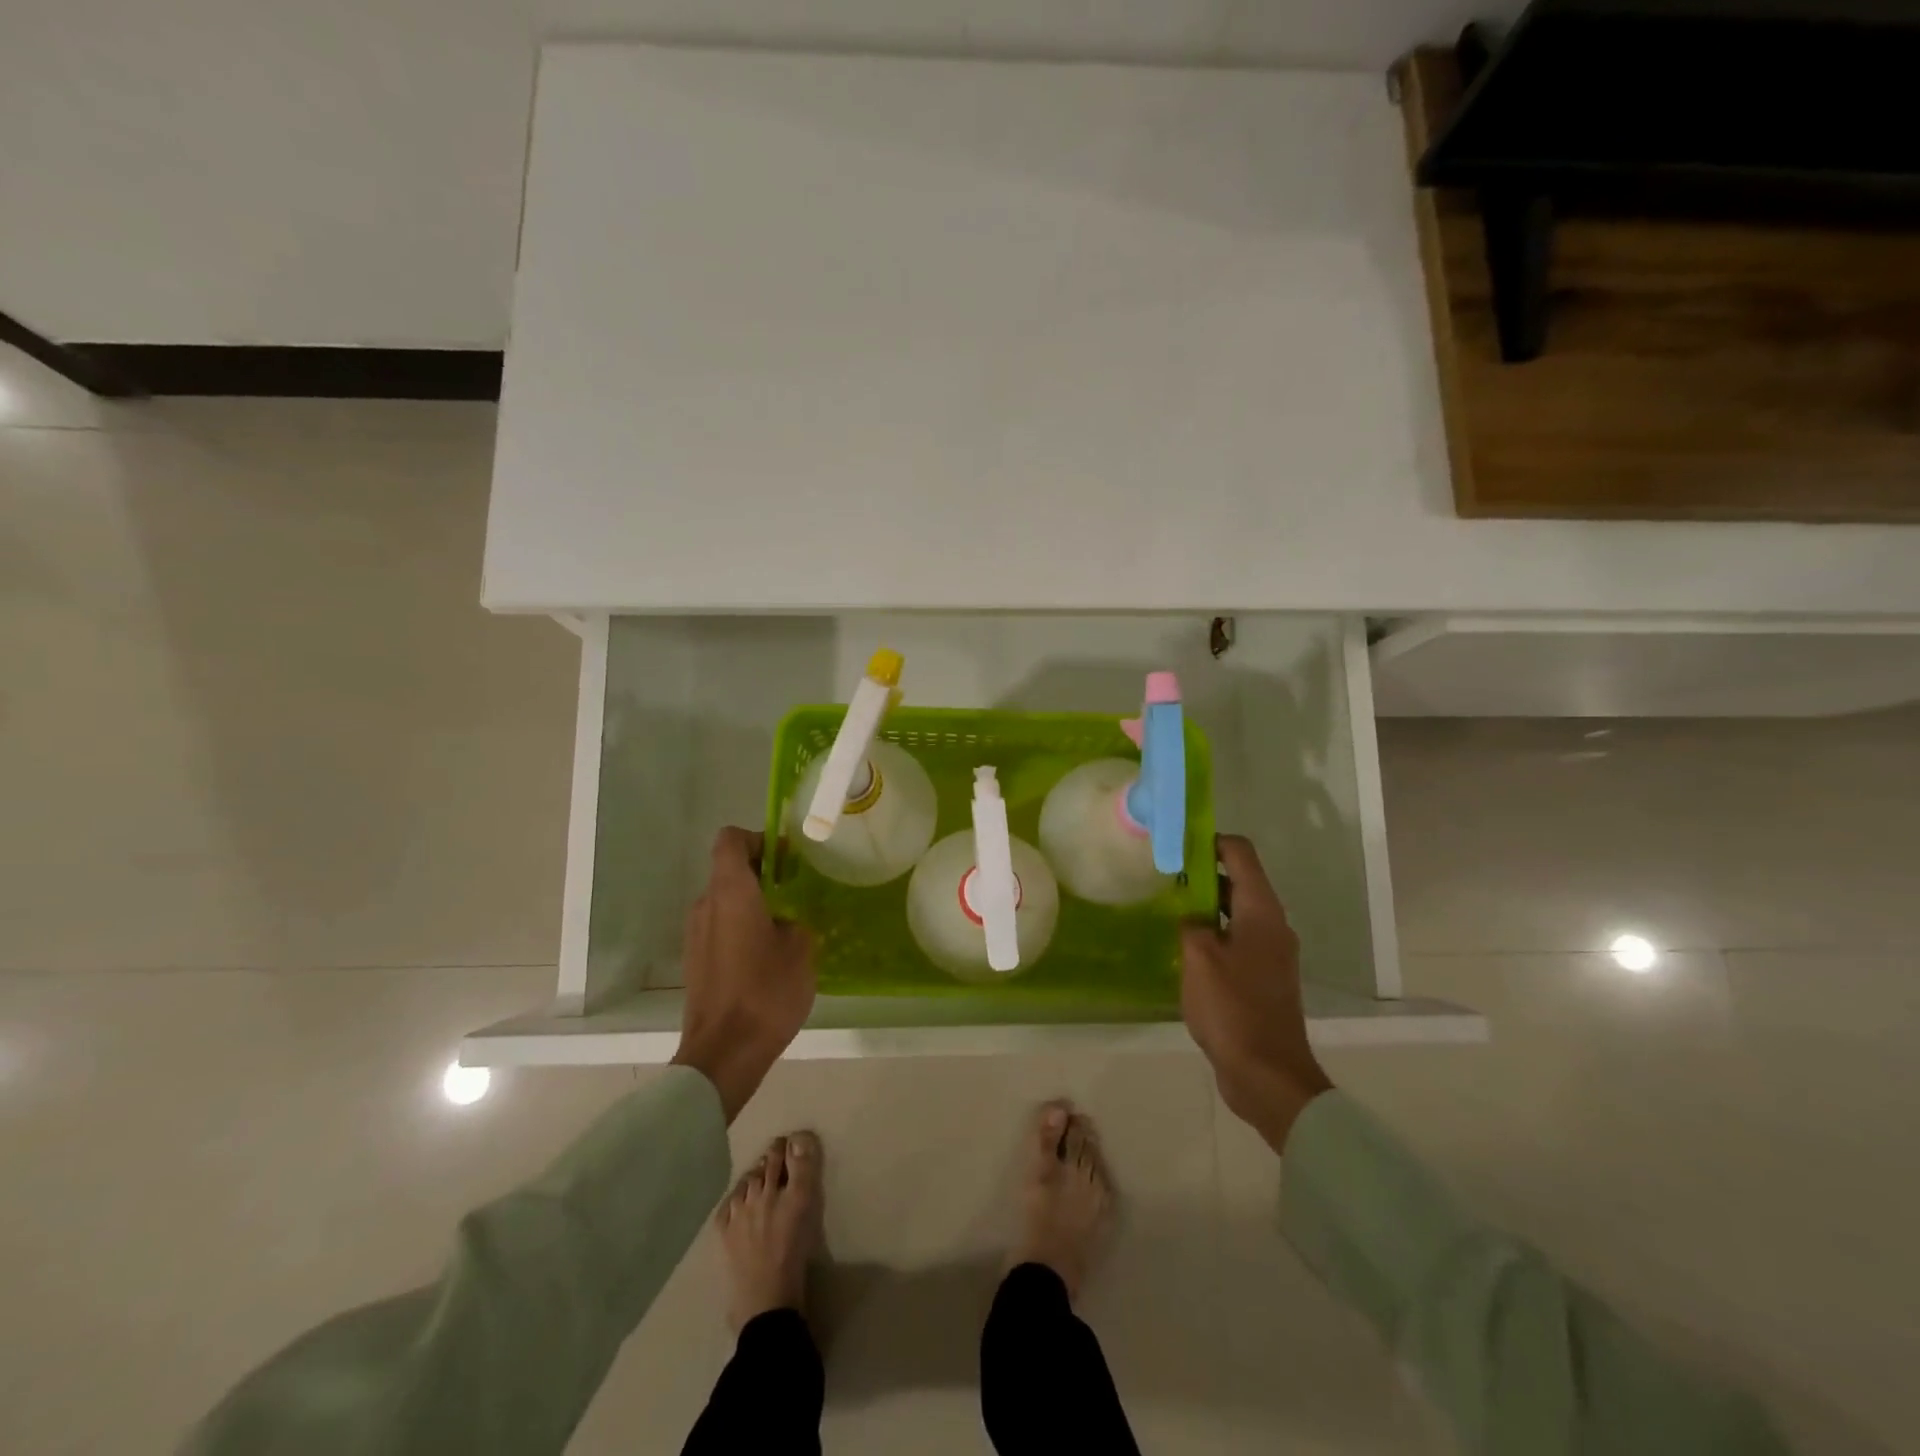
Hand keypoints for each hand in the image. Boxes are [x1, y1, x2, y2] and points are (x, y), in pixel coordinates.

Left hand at [672, 828, 814, 1122]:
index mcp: (730, 892)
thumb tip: (787, 918)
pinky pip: (720, 927)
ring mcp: (695, 934)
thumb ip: (795, 919)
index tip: (786, 858)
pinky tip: (767, 955)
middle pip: (729, 869)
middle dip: (762, 873)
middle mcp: (706, 905)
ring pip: (725, 900)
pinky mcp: (695, 960)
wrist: (724, 1053)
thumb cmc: (766, 992)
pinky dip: (742, 927)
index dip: (758, 839)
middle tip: (797, 891)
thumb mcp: (801, 948)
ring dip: (753, 902)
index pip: (731, 840)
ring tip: (786, 926)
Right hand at [1181, 835, 1333, 1153]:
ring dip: (1205, 906)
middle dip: (1203, 873)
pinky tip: (1185, 949)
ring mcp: (1270, 954)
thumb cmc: (1232, 1009)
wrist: (1267, 1075)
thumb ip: (1190, 923)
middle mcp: (1272, 926)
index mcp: (1262, 912)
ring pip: (1236, 913)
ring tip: (1168, 910)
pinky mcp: (1263, 979)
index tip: (1177, 844)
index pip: (1241, 853)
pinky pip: (1236, 941)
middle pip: (1239, 881)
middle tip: (1164, 877)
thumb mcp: (1198, 957)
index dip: (1211, 841)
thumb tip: (1190, 915)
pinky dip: (1213, 934)